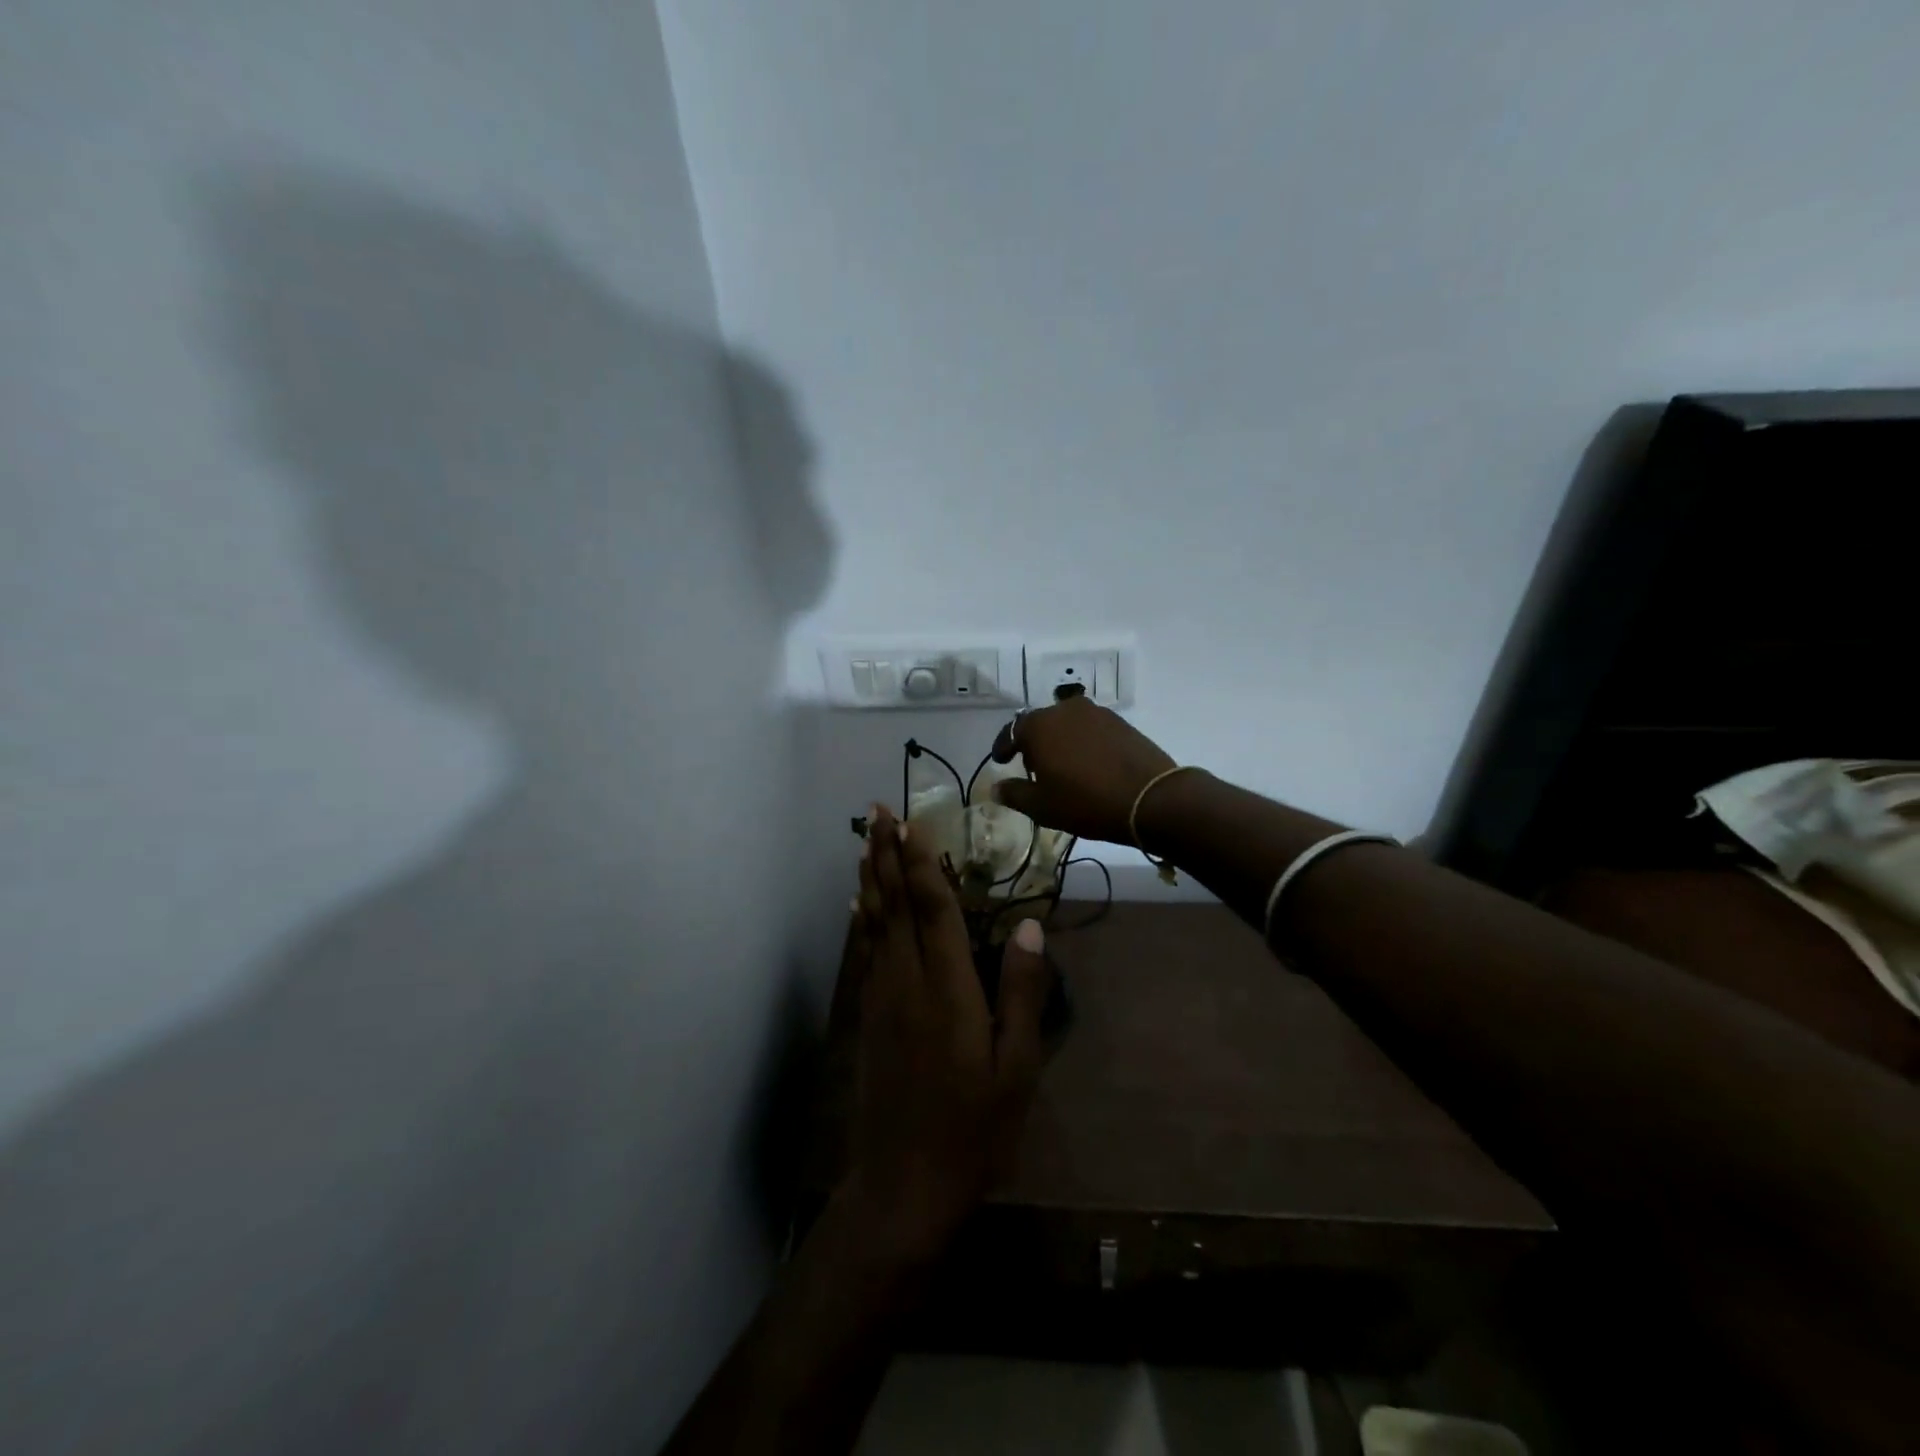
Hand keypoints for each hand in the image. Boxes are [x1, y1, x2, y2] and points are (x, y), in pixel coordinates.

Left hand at [847, 805, 1049, 1267]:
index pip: (932, 908)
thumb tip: (1030, 925)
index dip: (921, 860)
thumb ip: (1023, 992)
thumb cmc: (974, 1128)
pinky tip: (858, 903)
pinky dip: (862, 918)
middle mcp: (907, 980)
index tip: (912, 820)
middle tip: (876, 809)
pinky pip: (865, 951)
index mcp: (948, 988)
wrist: (904, 1184)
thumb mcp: (1017, 1066)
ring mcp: (881, 997)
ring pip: (874, 922)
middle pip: (894, 903)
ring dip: (870, 876)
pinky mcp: (868, 1016)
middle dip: (886, 853)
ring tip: (865, 840)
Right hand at [988, 696, 1179, 844]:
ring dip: (1059, 740)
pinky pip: (1090, 728)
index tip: (1001, 760)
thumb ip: (1015, 794)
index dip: (1003, 746)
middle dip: (1033, 742)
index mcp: (1040, 726)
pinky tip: (1088, 762)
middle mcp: (1065, 710)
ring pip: (1067, 723)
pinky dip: (1082, 741)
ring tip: (1062, 765)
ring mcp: (1096, 713)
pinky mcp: (1120, 722)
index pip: (1012, 730)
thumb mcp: (1043, 807)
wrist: (1151, 799)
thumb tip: (996, 788)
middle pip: (1040, 723)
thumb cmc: (1086, 802)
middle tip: (1033, 766)